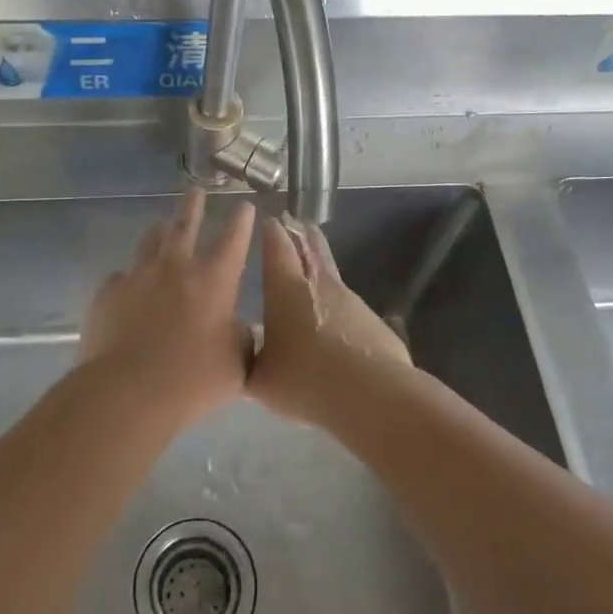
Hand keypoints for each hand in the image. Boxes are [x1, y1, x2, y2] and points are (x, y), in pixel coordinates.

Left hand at [78, 188, 255, 426]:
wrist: (127, 391)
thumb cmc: (192, 380)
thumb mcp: (235, 365)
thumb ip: (240, 340)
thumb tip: (237, 328)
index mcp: (213, 281)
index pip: (233, 240)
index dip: (241, 221)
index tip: (245, 206)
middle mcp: (175, 268)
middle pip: (185, 225)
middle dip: (193, 205)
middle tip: (195, 190)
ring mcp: (137, 277)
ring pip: (149, 242)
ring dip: (159, 232)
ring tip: (161, 227)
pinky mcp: (107, 294)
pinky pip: (120, 277)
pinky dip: (129, 278)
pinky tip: (128, 287)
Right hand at [251, 217, 411, 423]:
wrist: (372, 395)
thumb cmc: (305, 381)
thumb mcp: (261, 380)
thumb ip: (248, 362)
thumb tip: (240, 351)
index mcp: (285, 290)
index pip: (277, 247)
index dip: (272, 231)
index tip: (268, 218)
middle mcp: (319, 284)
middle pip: (310, 247)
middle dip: (300, 232)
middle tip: (294, 220)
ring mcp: (350, 300)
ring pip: (331, 271)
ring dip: (320, 262)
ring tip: (312, 261)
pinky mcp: (372, 320)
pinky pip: (348, 303)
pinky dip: (337, 302)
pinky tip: (333, 317)